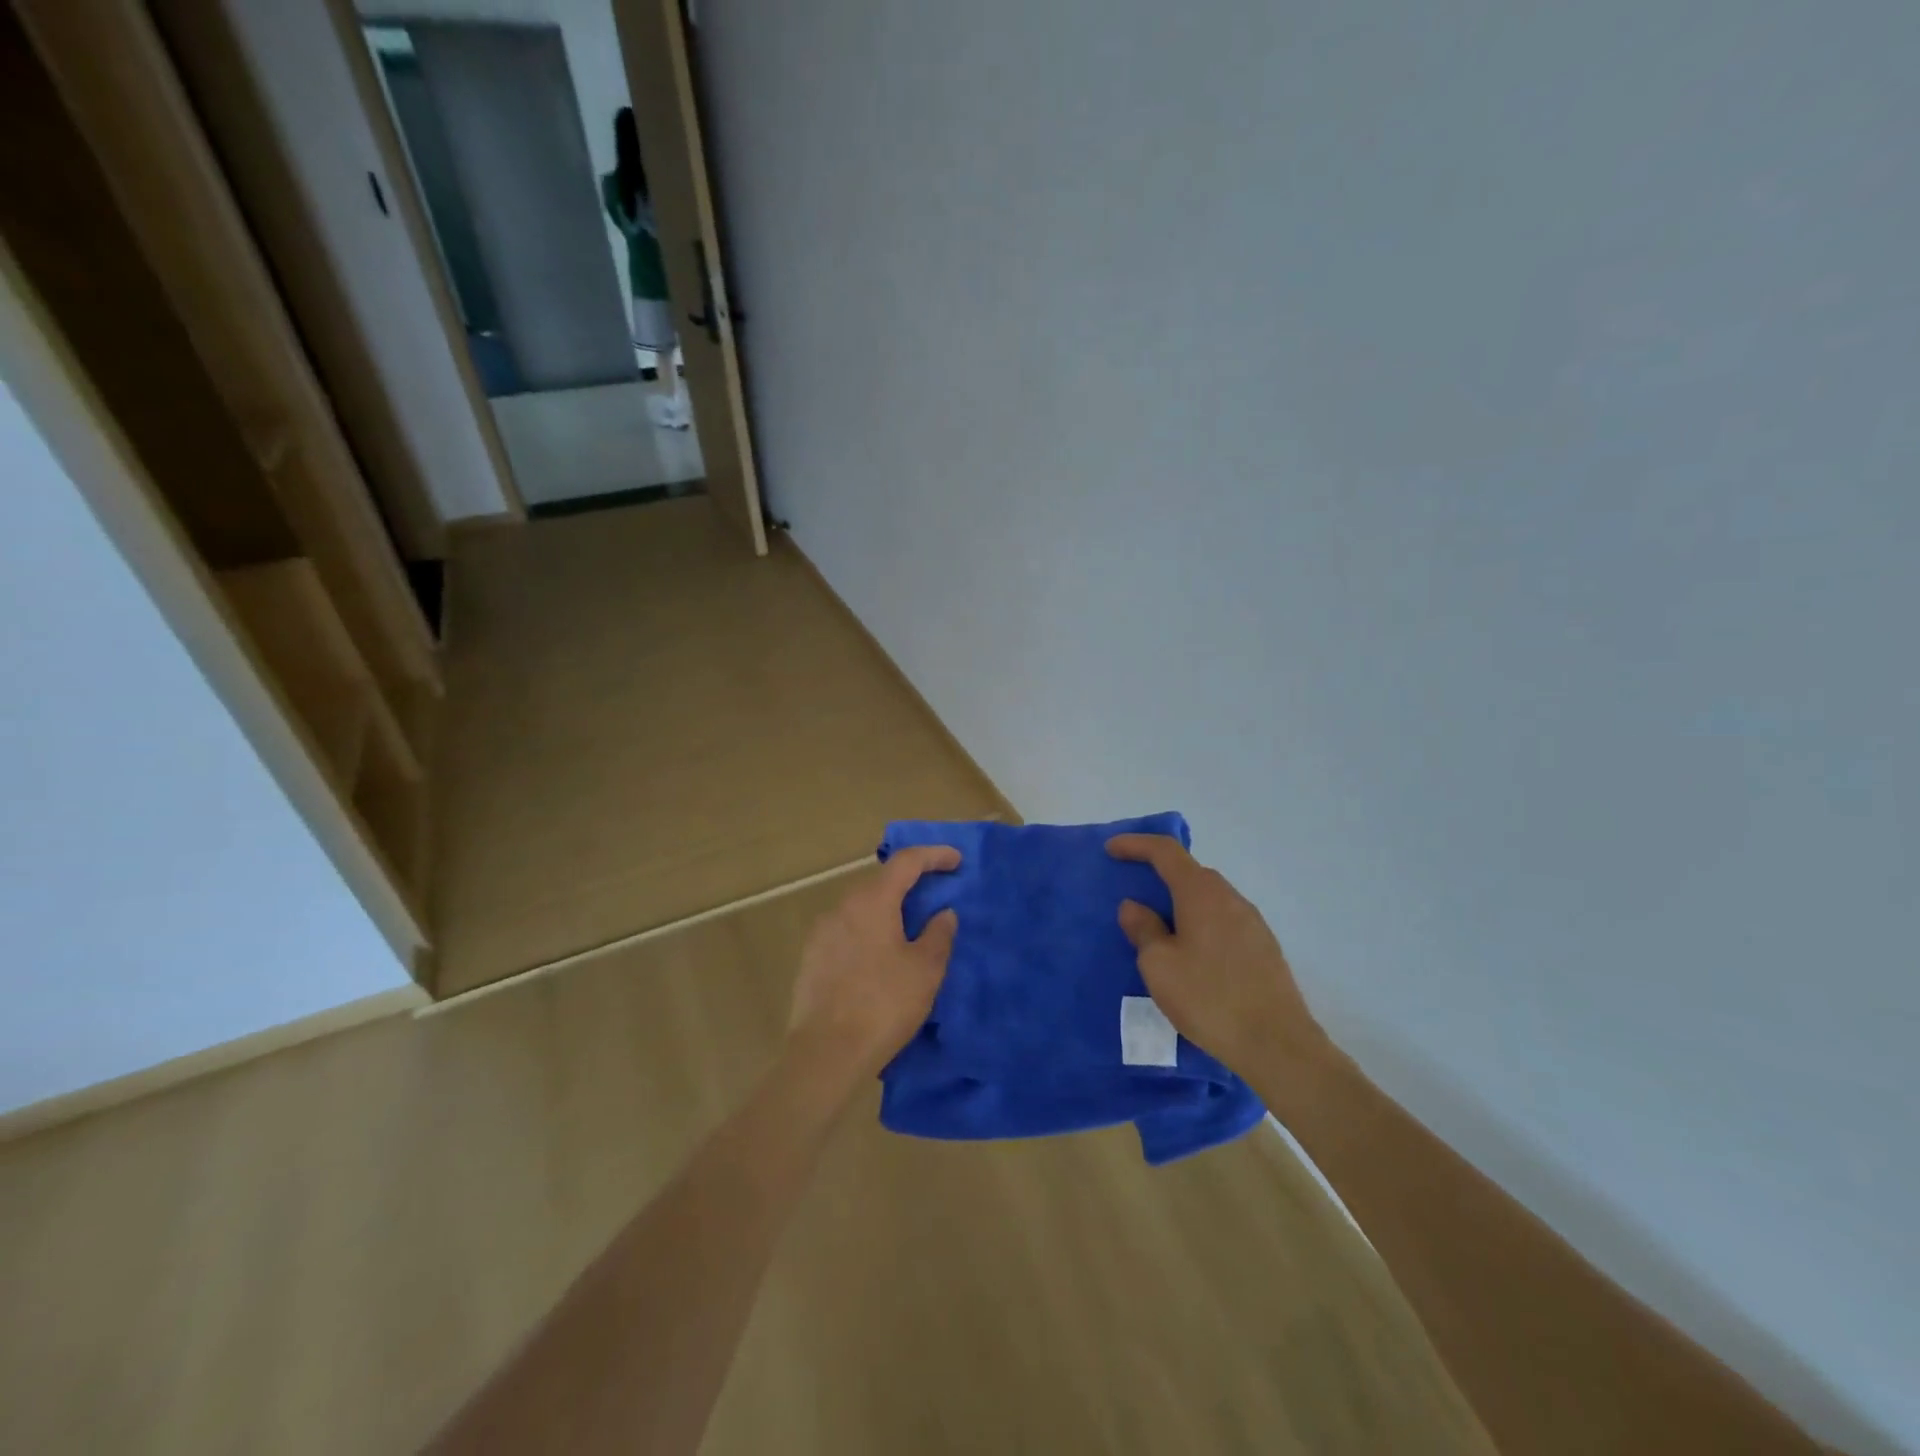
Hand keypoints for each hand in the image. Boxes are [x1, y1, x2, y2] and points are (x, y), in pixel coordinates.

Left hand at [788, 846, 960, 1082]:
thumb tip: (943, 913)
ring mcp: (821, 932)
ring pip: (862, 908)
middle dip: (910, 883)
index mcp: (872, 901)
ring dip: (888, 910)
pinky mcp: (811, 958)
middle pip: (881, 883)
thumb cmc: (883, 1004)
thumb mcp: (925, 970)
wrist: (826, 1053)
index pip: (906, 862)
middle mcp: (842, 907)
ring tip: (910, 930)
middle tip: (936, 895)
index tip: (957, 860)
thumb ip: (939, 934)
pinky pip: (847, 931)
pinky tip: (880, 958)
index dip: (934, 855)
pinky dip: (869, 932)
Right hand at [1107, 834, 1325, 1075]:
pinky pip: (1222, 920)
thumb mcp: (1159, 966)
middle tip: (1133, 892)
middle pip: (1189, 872)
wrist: (1277, 1044)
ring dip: (1180, 902)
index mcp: (1201, 893)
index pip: (1166, 851)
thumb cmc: (1209, 998)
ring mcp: (1252, 922)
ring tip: (1159, 927)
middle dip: (1158, 875)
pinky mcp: (1264, 947)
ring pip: (1208, 898)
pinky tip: (1191, 953)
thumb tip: (1135, 906)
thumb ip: (1143, 929)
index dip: (1136, 844)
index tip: (1110, 849)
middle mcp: (1230, 897)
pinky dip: (1199, 922)